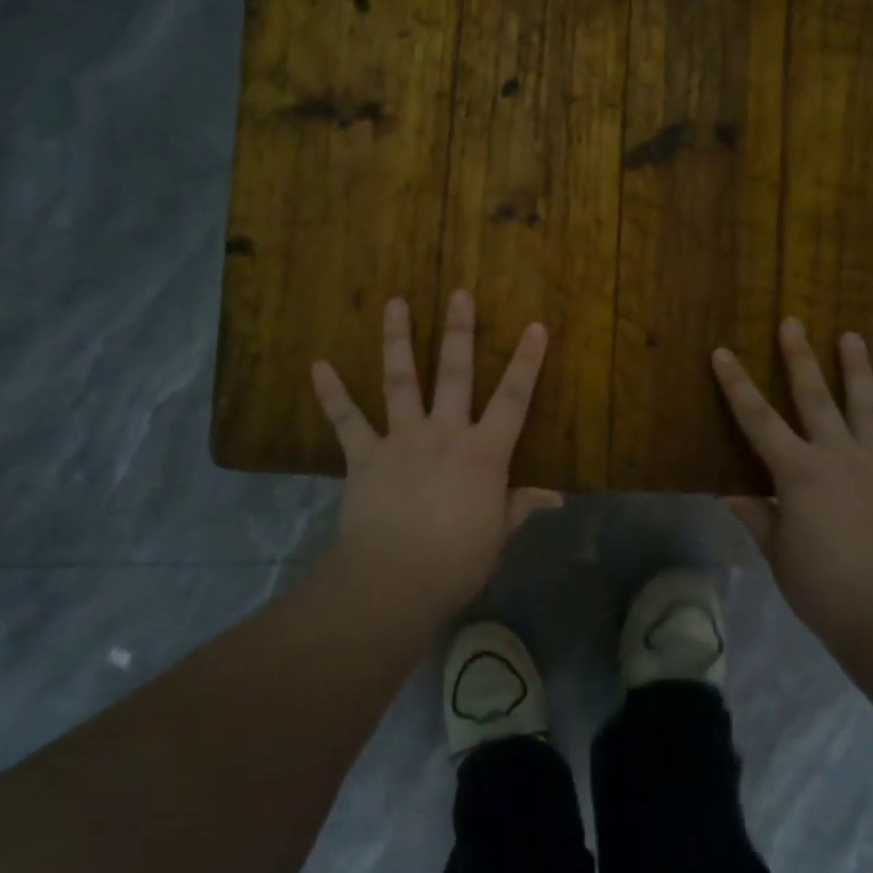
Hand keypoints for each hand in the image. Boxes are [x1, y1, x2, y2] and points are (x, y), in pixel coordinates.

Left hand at [310, 291, 560, 620]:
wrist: (395, 579)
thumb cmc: (457, 561)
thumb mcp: (498, 534)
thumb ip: (521, 506)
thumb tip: (555, 497)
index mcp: (484, 453)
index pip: (513, 398)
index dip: (527, 362)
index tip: (535, 326)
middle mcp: (444, 433)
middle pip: (454, 374)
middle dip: (459, 331)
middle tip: (459, 293)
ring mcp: (401, 439)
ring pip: (401, 381)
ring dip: (397, 340)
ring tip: (395, 302)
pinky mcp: (364, 456)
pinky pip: (347, 420)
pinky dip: (332, 393)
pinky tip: (317, 365)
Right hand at [712, 318, 872, 643]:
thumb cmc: (825, 590)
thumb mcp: (778, 555)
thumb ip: (756, 517)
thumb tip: (729, 494)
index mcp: (798, 473)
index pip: (757, 420)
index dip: (737, 385)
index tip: (723, 353)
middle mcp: (838, 457)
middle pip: (815, 398)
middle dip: (800, 358)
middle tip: (793, 322)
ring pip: (867, 408)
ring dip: (858, 371)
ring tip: (852, 336)